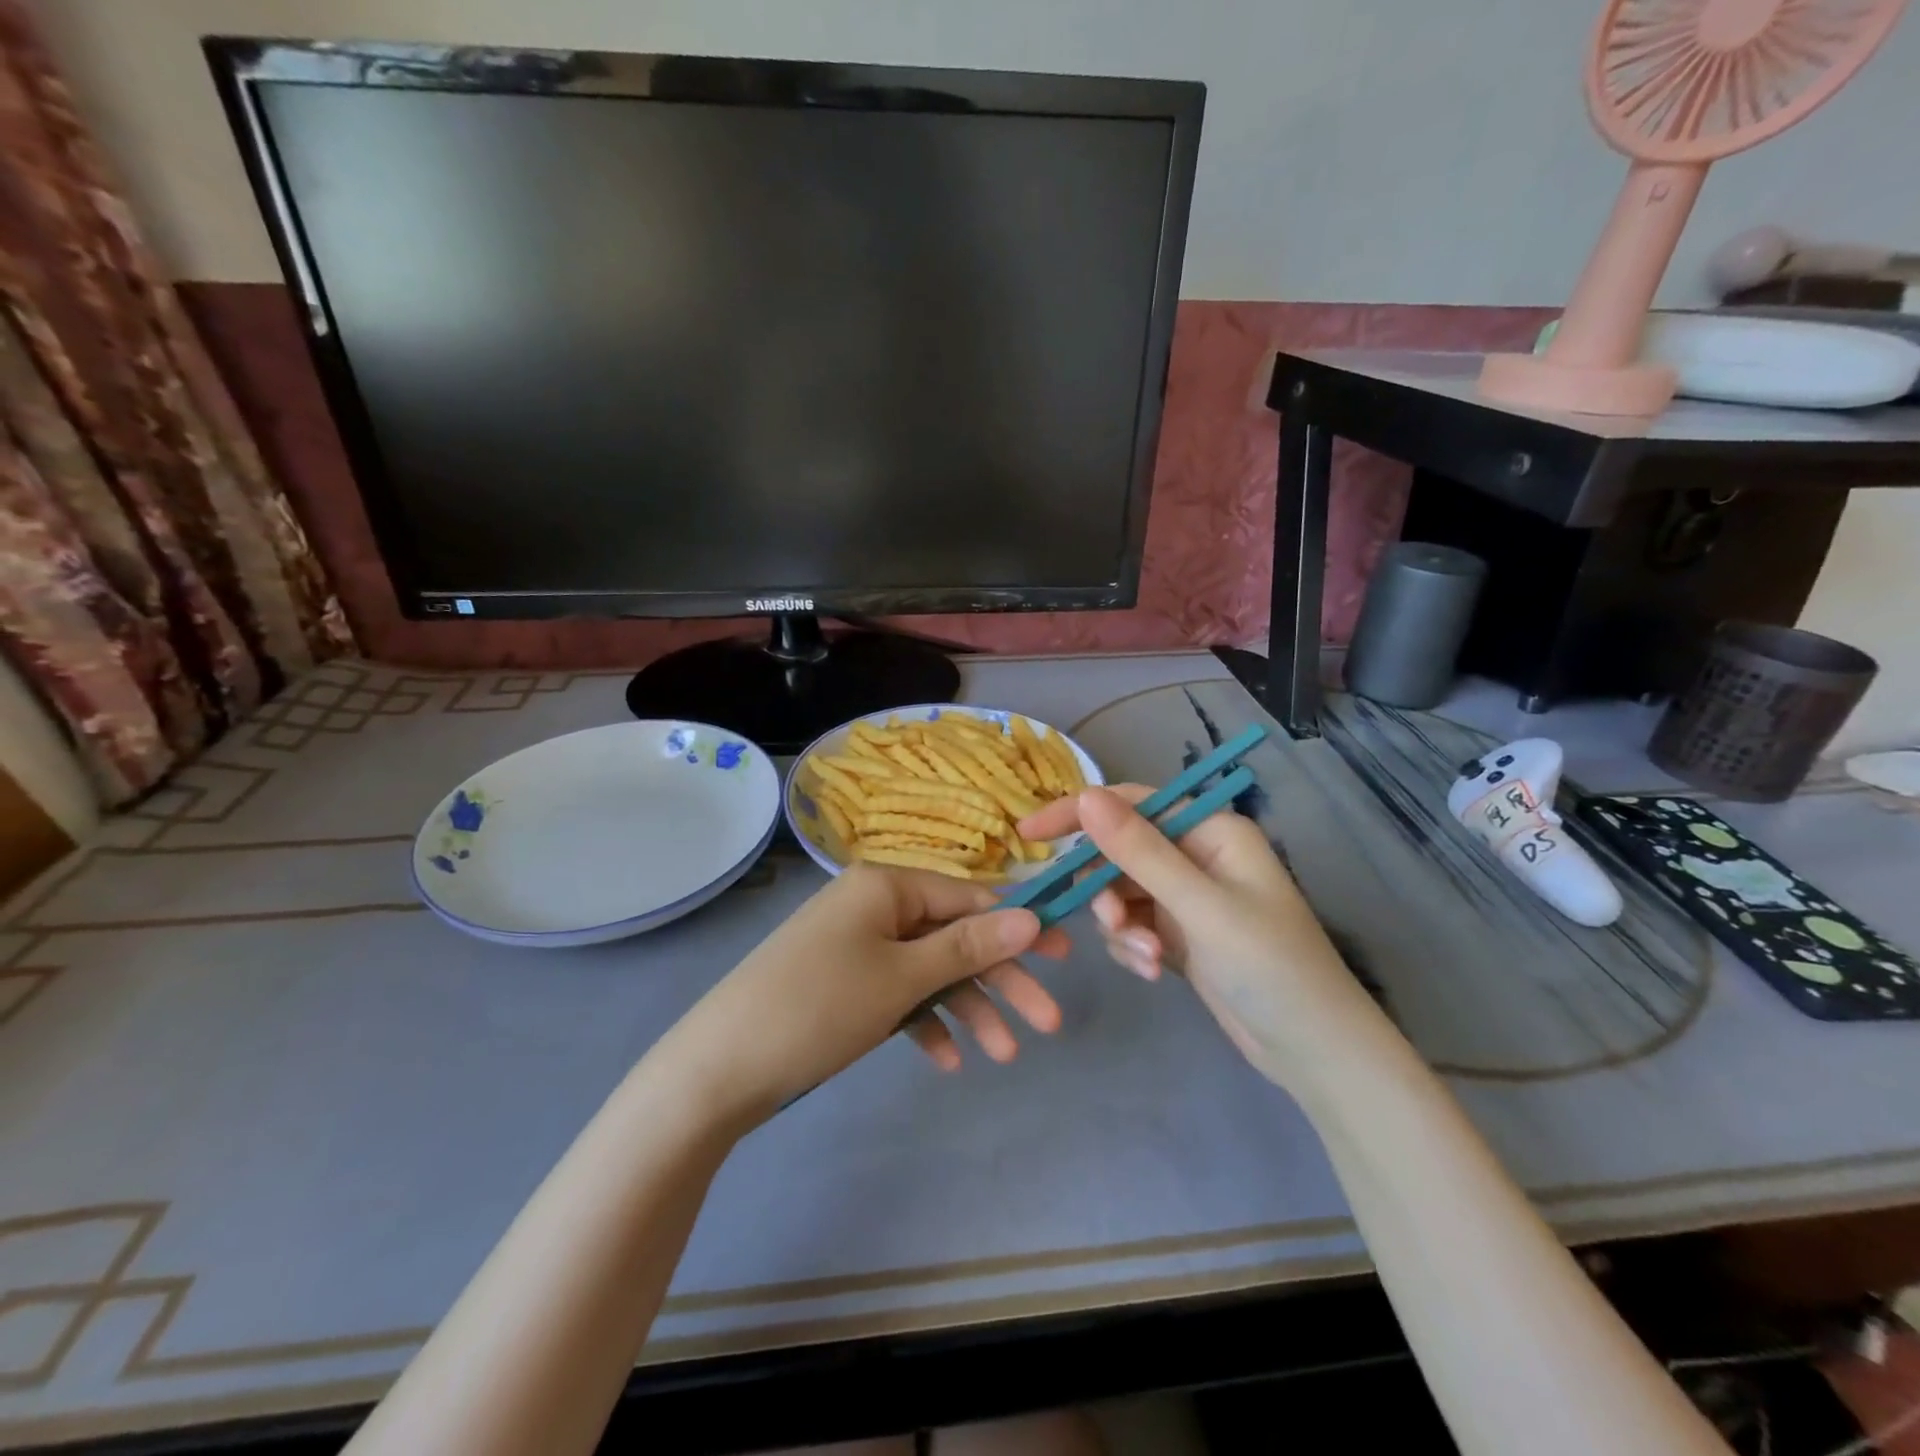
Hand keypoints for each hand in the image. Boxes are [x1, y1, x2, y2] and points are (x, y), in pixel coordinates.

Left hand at [657, 865, 1069, 1126]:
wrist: (718, 1070)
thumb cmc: (818, 1007)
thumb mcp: (902, 977)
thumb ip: (968, 947)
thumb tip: (1031, 916)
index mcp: (886, 885)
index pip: (968, 897)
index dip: (1017, 926)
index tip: (1064, 958)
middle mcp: (873, 905)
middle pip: (952, 937)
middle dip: (999, 980)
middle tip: (1049, 1023)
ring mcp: (856, 945)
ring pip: (928, 971)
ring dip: (966, 1009)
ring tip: (1001, 1057)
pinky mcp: (843, 983)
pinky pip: (896, 994)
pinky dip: (922, 1022)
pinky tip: (944, 1060)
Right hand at [1018, 786, 1384, 1089]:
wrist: (1314, 1053)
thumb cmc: (1270, 967)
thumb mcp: (1199, 907)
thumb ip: (1139, 851)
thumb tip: (1084, 796)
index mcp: (1210, 830)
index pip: (1131, 803)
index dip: (1079, 813)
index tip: (1030, 834)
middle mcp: (1196, 853)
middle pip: (1121, 850)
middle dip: (1108, 889)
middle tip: (1111, 925)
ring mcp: (1186, 896)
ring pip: (1120, 892)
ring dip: (1121, 925)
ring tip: (1146, 958)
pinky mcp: (1178, 933)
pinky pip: (1131, 924)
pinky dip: (1131, 946)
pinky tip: (1151, 971)